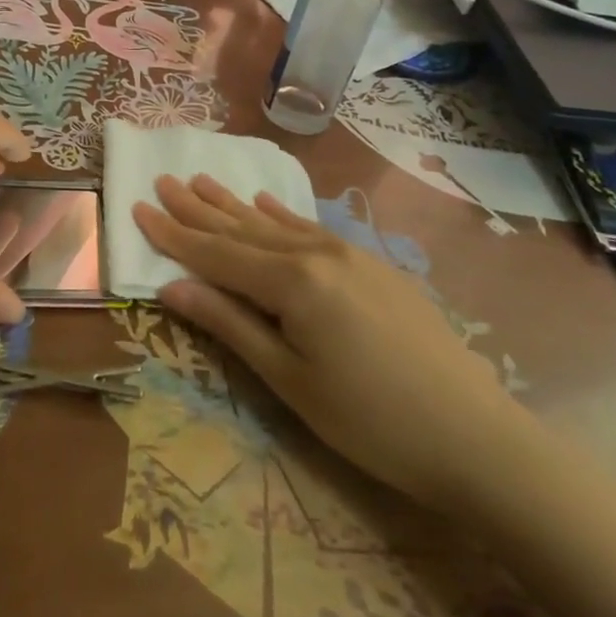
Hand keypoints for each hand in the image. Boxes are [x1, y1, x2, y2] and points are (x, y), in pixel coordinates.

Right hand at [134, 175, 530, 512]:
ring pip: (275, 223)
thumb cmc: (371, 420)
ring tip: (201, 180)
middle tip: (163, 180)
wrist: (477, 437)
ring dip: (233, 204)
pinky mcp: (373, 265)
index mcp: (291, 283)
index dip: (173, 234)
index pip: (216, 254)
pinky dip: (281, 215)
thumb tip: (170, 286)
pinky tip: (263, 202)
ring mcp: (349, 255)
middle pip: (242, 229)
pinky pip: (312, 229)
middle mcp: (315, 254)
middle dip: (198, 208)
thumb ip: (229, 324)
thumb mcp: (289, 379)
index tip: (138, 206)